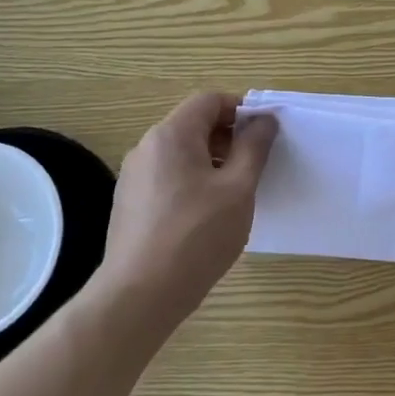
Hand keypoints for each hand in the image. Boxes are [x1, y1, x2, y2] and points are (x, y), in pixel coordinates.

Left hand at [98, 92, 277, 333]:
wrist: (139, 294)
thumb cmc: (197, 236)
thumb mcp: (238, 189)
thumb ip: (254, 148)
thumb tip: (264, 120)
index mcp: (171, 135)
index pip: (209, 100)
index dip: (241, 110)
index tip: (264, 136)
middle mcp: (147, 147)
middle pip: (193, 124)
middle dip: (228, 137)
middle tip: (254, 167)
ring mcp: (133, 177)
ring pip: (180, 153)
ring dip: (211, 161)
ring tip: (233, 194)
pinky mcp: (130, 203)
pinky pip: (167, 177)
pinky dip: (192, 182)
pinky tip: (206, 216)